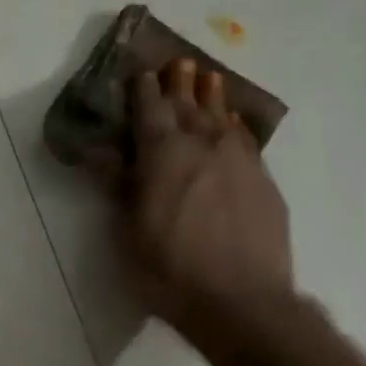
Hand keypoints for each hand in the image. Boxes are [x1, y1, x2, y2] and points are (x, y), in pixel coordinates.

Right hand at [122, 59, 294, 336]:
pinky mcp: (264, 183)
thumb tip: (100, 153)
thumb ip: (118, 187)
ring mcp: (239, 162)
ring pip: (222, 119)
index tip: (142, 72)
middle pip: (190, 106)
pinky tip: (234, 125)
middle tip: (179, 63)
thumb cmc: (170, 272)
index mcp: (163, 155)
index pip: (150, 112)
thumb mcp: (129, 234)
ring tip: (210, 78)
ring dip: (213, 97)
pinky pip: (245, 142)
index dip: (144, 91)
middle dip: (180, 84)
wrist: (242, 301)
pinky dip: (235, 127)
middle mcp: (203, 146)